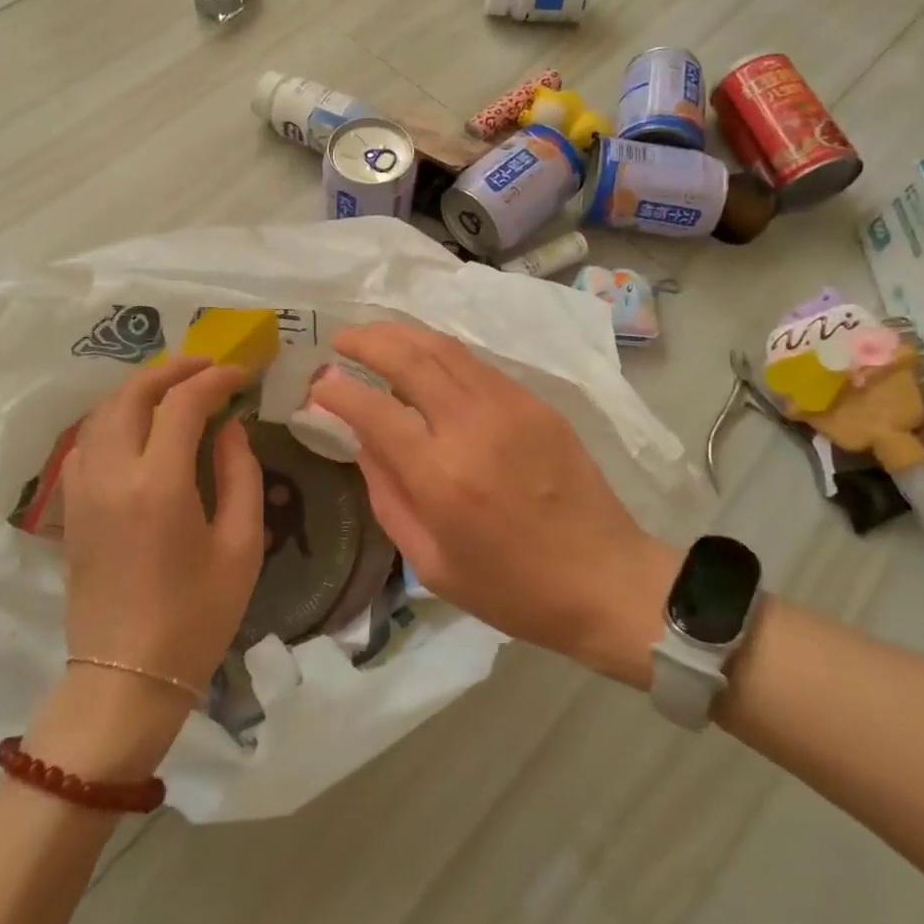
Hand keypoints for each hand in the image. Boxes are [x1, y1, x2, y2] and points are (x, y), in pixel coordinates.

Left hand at [61, 357, 264, 702]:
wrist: (127, 678)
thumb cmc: (196, 617)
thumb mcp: (240, 546)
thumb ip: (240, 474)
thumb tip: (231, 428)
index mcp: (159, 484)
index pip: (183, 404)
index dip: (214, 379)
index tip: (241, 374)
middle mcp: (112, 475)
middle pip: (131, 394)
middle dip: (171, 370)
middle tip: (206, 366)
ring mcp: (83, 491)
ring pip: (101, 413)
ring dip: (138, 390)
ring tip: (173, 388)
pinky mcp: (71, 509)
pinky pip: (85, 443)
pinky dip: (112, 420)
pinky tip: (137, 430)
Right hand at [312, 323, 678, 686]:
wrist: (604, 579)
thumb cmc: (511, 588)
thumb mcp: (430, 562)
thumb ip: (387, 494)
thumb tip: (361, 438)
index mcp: (441, 476)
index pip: (374, 410)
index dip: (338, 390)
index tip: (318, 382)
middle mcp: (472, 427)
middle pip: (409, 359)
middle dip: (367, 340)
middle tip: (341, 339)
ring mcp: (509, 407)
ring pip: (444, 348)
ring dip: (402, 334)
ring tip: (375, 335)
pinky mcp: (535, 402)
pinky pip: (476, 364)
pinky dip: (440, 352)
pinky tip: (425, 358)